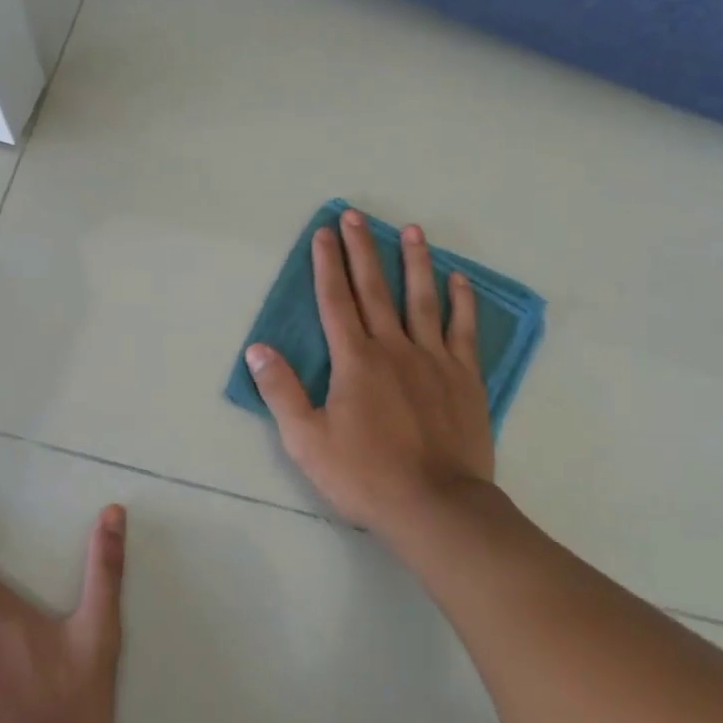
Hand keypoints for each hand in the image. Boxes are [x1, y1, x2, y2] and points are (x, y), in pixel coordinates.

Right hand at [245, 208, 495, 540]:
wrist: (436, 506)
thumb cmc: (365, 475)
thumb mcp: (306, 440)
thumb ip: (282, 391)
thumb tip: (258, 349)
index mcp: (354, 360)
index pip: (335, 300)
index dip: (327, 264)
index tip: (324, 233)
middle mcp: (393, 347)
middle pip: (374, 289)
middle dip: (362, 250)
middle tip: (356, 216)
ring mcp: (433, 359)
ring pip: (422, 299)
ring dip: (415, 262)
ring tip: (412, 230)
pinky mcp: (465, 377)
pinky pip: (463, 330)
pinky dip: (462, 303)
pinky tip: (459, 280)